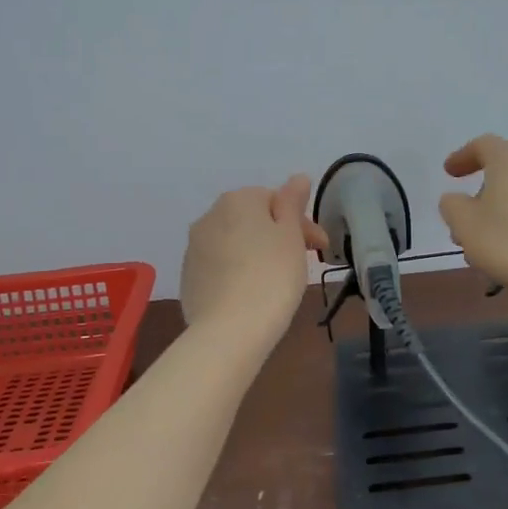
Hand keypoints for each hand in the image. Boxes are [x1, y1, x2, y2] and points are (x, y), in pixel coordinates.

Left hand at [180, 175, 330, 344]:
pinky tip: (251, 293)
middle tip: (302, 264)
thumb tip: (297, 178)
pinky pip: (220, 266)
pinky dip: (237, 273)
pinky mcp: (188, 277)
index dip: (301, 222)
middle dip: (278, 235)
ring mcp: (194, 248)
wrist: (229, 330)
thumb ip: (292, 203)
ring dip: (256, 252)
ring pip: (234, 242)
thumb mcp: (291, 236)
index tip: (319, 248)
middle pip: (252, 219)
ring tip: (276, 280)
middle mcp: (210, 216)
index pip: (276, 200)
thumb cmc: (271, 277)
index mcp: (238, 200)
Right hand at [438, 135, 507, 307]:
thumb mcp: (465, 225)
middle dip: (482, 196)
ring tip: (488, 248)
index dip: (463, 156)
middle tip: (466, 221)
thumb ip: (452, 206)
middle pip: (505, 173)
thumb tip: (456, 199)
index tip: (449, 173)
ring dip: (503, 215)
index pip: (483, 145)